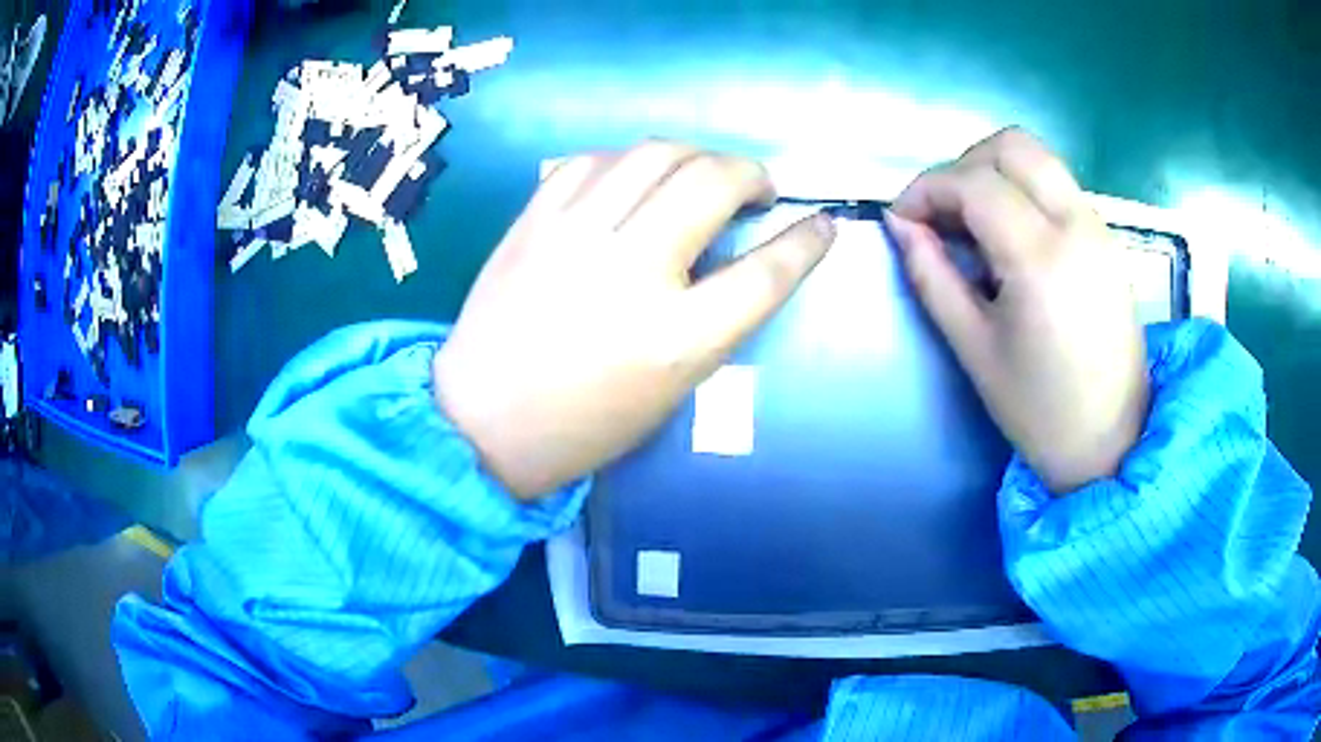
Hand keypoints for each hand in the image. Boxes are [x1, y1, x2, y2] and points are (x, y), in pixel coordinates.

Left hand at [433, 141, 836, 499]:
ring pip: (656, 154)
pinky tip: (636, 177)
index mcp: (676, 339)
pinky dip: (629, 160)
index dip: (806, 242)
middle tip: (756, 189)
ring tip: (702, 173)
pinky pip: (594, 160)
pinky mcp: (533, 220)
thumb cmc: (584, 423)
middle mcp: (631, 272)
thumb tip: (738, 249)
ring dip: (696, 154)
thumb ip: (714, 317)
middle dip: (752, 174)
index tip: (821, 223)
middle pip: (713, 184)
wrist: (482, 421)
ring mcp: (575, 236)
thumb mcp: (671, 387)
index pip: (766, 272)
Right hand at [887, 128, 1147, 493]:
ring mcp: (1097, 227)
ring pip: (1038, 157)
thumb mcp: (974, 348)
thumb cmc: (1040, 410)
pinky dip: (1022, 190)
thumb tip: (899, 224)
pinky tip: (1010, 238)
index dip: (926, 188)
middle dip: (963, 166)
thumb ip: (932, 276)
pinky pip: (1057, 185)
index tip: (902, 219)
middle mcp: (1076, 224)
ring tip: (973, 224)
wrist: (1113, 441)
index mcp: (1041, 257)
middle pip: (1011, 146)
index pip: (973, 182)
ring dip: (994, 173)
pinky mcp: (1106, 238)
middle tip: (942, 214)